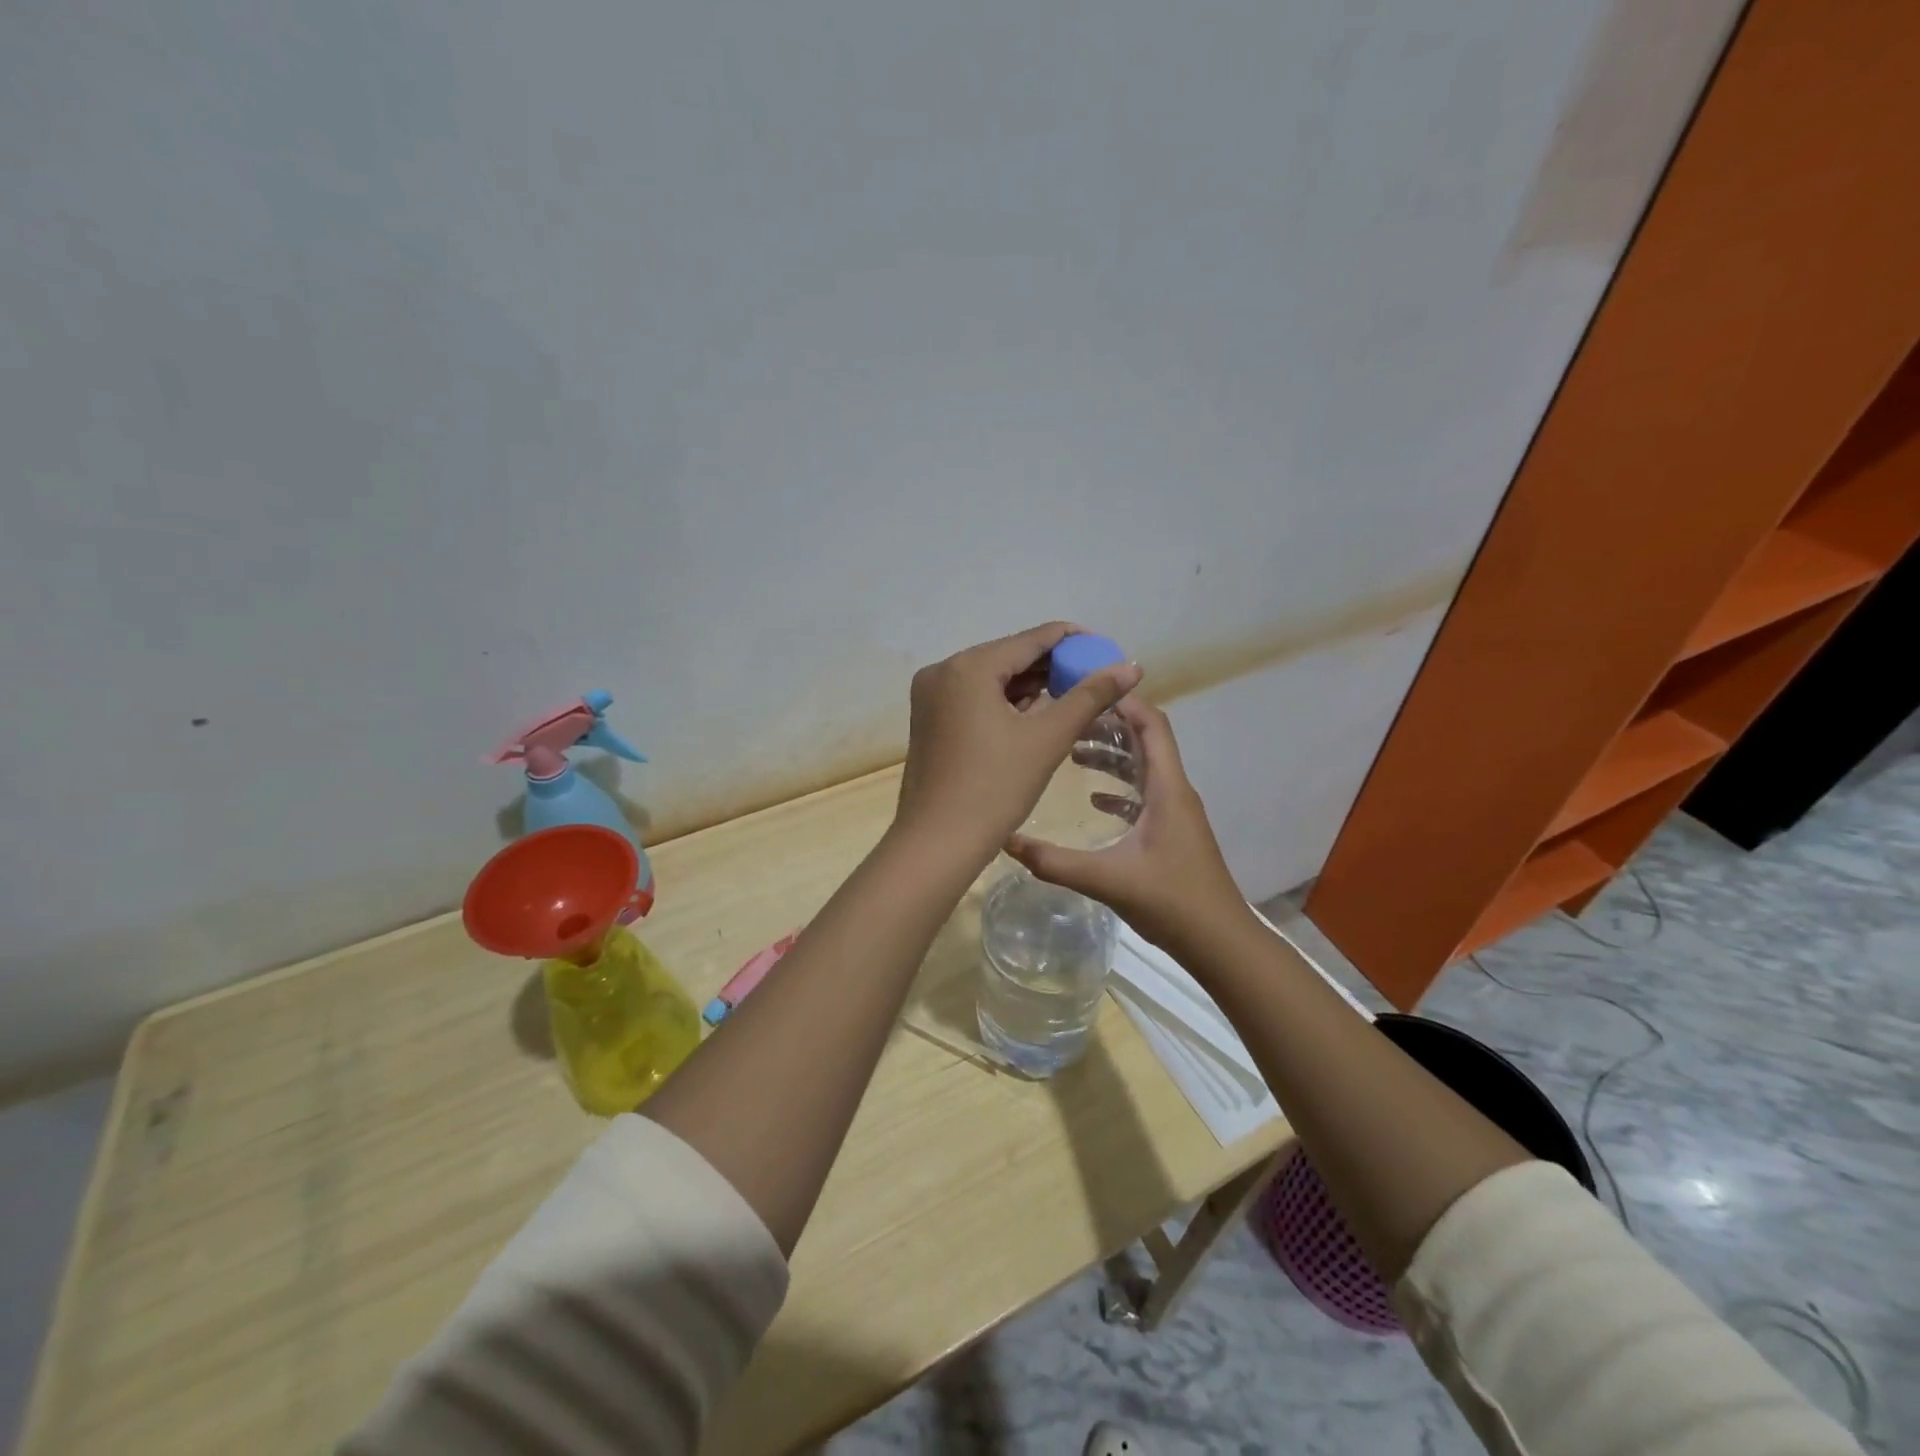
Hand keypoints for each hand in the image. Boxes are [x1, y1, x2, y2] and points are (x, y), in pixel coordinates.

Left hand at [894, 623, 1141, 864]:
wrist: (937, 843)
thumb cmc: (994, 788)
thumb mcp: (1047, 739)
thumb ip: (1090, 696)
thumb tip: (1131, 667)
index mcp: (968, 667)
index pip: (1031, 639)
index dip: (1073, 641)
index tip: (1107, 650)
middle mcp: (943, 671)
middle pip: (1009, 656)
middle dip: (1053, 667)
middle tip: (1094, 680)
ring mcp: (931, 696)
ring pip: (992, 679)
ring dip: (1030, 687)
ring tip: (1072, 698)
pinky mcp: (929, 720)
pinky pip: (975, 698)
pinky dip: (1005, 703)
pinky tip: (1034, 716)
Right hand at [1006, 697, 1247, 955]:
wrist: (1219, 942)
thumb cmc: (1171, 902)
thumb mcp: (1107, 879)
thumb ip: (1054, 861)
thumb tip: (1006, 840)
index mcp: (1167, 788)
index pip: (1151, 725)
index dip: (1122, 701)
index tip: (1084, 689)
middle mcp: (1174, 791)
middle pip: (1144, 740)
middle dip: (1107, 725)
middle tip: (1066, 718)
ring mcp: (1175, 812)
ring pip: (1143, 768)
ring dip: (1111, 755)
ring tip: (1071, 751)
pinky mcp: (1171, 832)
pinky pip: (1143, 794)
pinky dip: (1118, 787)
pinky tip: (1092, 798)